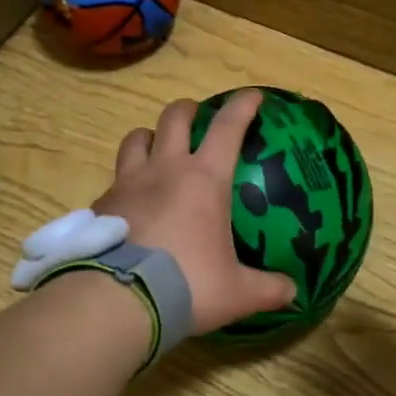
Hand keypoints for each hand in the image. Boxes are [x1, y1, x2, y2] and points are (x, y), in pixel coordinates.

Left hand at [97, 89, 296, 335]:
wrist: (119, 301)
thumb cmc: (188, 285)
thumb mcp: (236, 293)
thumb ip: (268, 289)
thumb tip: (293, 293)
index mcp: (205, 179)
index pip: (228, 127)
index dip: (243, 106)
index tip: (253, 95)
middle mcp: (165, 169)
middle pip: (174, 117)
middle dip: (188, 109)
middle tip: (197, 117)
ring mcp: (128, 183)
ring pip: (136, 138)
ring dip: (149, 136)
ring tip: (157, 149)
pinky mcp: (102, 204)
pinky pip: (115, 179)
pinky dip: (126, 182)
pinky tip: (131, 202)